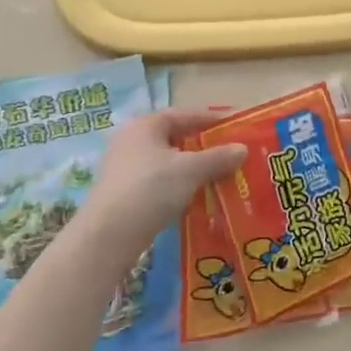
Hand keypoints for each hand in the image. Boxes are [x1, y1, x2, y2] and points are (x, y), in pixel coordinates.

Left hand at [68, 108, 244, 258]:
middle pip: (176, 137)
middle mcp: (131, 140)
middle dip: (204, 145)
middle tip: (231, 152)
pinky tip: (197, 196)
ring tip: (220, 175)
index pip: (185, 114)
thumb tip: (242, 149)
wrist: (108, 236)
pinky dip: (180, 184)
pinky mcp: (124, 192)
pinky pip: (160, 180)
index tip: (237, 124)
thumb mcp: (191, 170)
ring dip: (193, 167)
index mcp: (145, 125)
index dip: (213, 118)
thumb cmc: (151, 189)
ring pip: (168, 161)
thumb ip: (218, 157)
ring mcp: (125, 167)